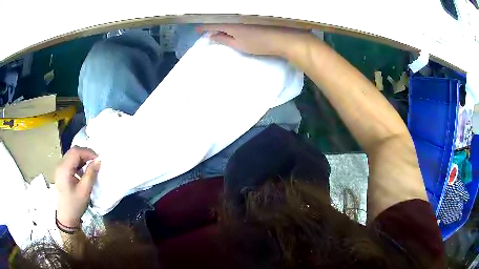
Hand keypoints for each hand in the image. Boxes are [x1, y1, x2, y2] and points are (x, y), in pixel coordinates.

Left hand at [55, 147, 100, 226]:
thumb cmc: (75, 205)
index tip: (98, 160)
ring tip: (90, 167)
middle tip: (95, 162)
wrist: (66, 218)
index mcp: (64, 168)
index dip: (88, 152)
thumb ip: (91, 174)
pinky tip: (82, 172)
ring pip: (71, 156)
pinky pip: (69, 162)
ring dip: (82, 158)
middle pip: (73, 152)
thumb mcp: (85, 191)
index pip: (76, 152)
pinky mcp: (60, 173)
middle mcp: (60, 165)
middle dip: (85, 154)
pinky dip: (77, 163)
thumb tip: (98, 161)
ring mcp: (59, 169)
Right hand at [196, 24, 311, 57]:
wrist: (286, 38)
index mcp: (230, 23)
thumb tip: (211, 36)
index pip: (211, 23)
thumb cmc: (261, 43)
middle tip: (208, 29)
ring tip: (219, 27)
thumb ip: (224, 40)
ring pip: (229, 15)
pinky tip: (233, 23)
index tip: (197, 29)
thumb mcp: (239, 45)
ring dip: (222, 20)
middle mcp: (236, 14)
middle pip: (219, 17)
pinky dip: (232, 19)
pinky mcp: (254, 14)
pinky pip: (238, 14)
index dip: (203, 26)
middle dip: (212, 22)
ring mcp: (246, 13)